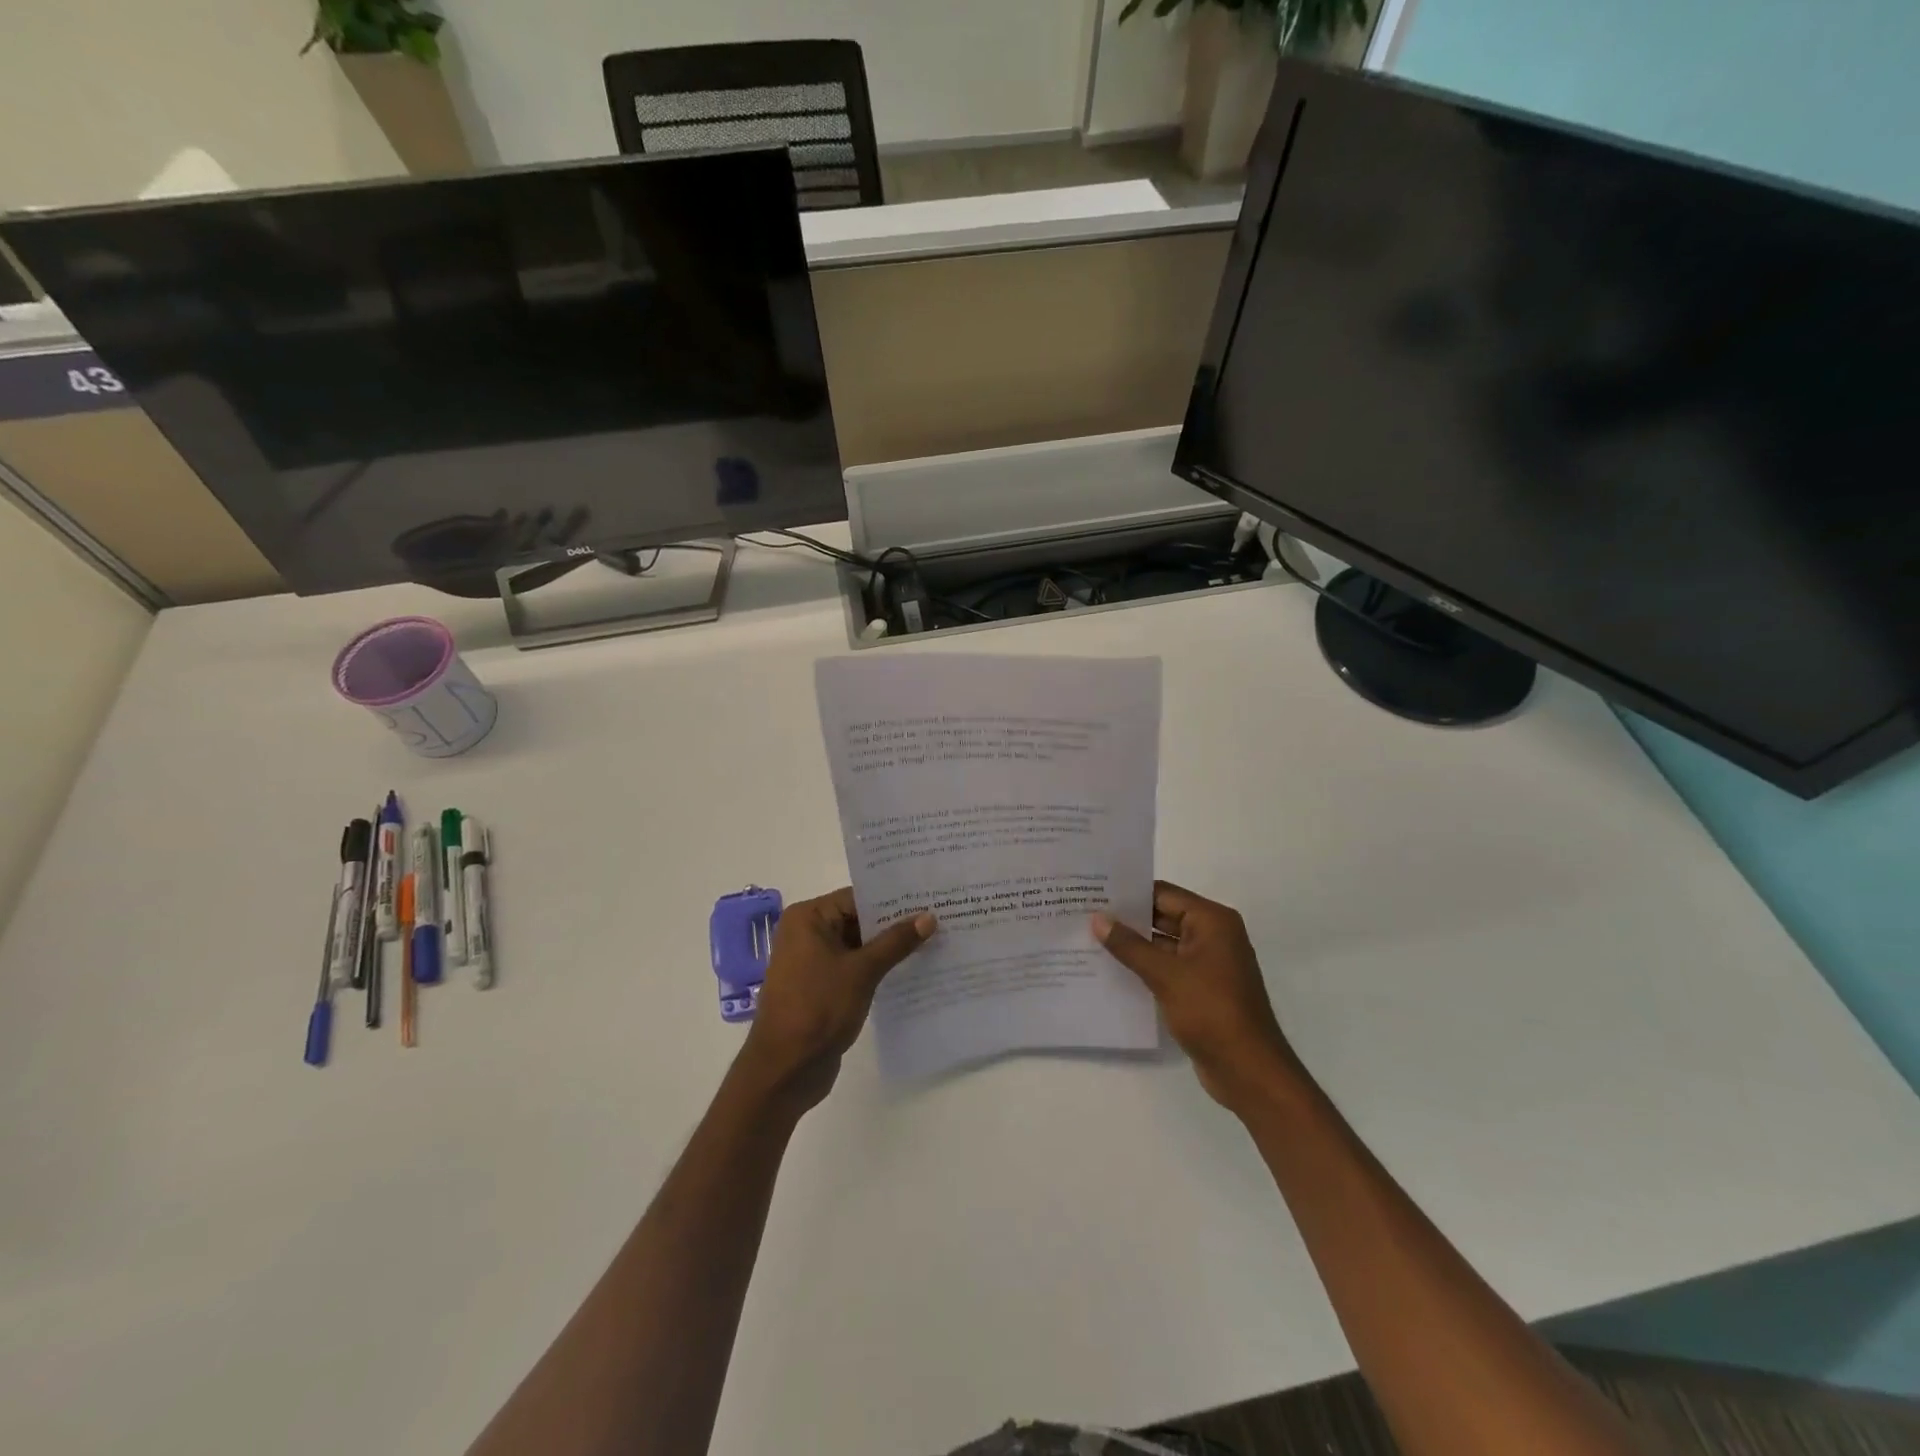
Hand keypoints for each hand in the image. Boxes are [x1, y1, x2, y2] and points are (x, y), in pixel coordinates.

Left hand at [735, 888, 934, 1114]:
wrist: (784, 1070)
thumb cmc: (818, 1009)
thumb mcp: (862, 971)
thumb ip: (896, 942)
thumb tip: (928, 916)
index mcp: (808, 918)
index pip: (857, 897)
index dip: (893, 899)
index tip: (929, 897)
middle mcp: (807, 934)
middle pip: (858, 919)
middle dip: (895, 923)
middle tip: (939, 917)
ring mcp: (813, 963)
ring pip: (859, 946)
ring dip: (890, 948)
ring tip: (934, 941)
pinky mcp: (822, 988)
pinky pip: (855, 968)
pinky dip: (878, 969)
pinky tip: (913, 970)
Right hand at [1092, 881, 1307, 1115]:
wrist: (1248, 1071)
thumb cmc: (1211, 1011)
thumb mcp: (1165, 975)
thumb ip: (1129, 945)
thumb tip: (1098, 918)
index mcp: (1212, 921)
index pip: (1164, 894)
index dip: (1129, 893)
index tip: (1093, 892)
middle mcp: (1213, 935)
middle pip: (1164, 916)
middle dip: (1127, 919)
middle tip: (1085, 914)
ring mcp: (1209, 963)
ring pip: (1164, 944)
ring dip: (1134, 944)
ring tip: (1090, 939)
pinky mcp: (1202, 988)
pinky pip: (1168, 967)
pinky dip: (1145, 966)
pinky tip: (1112, 969)